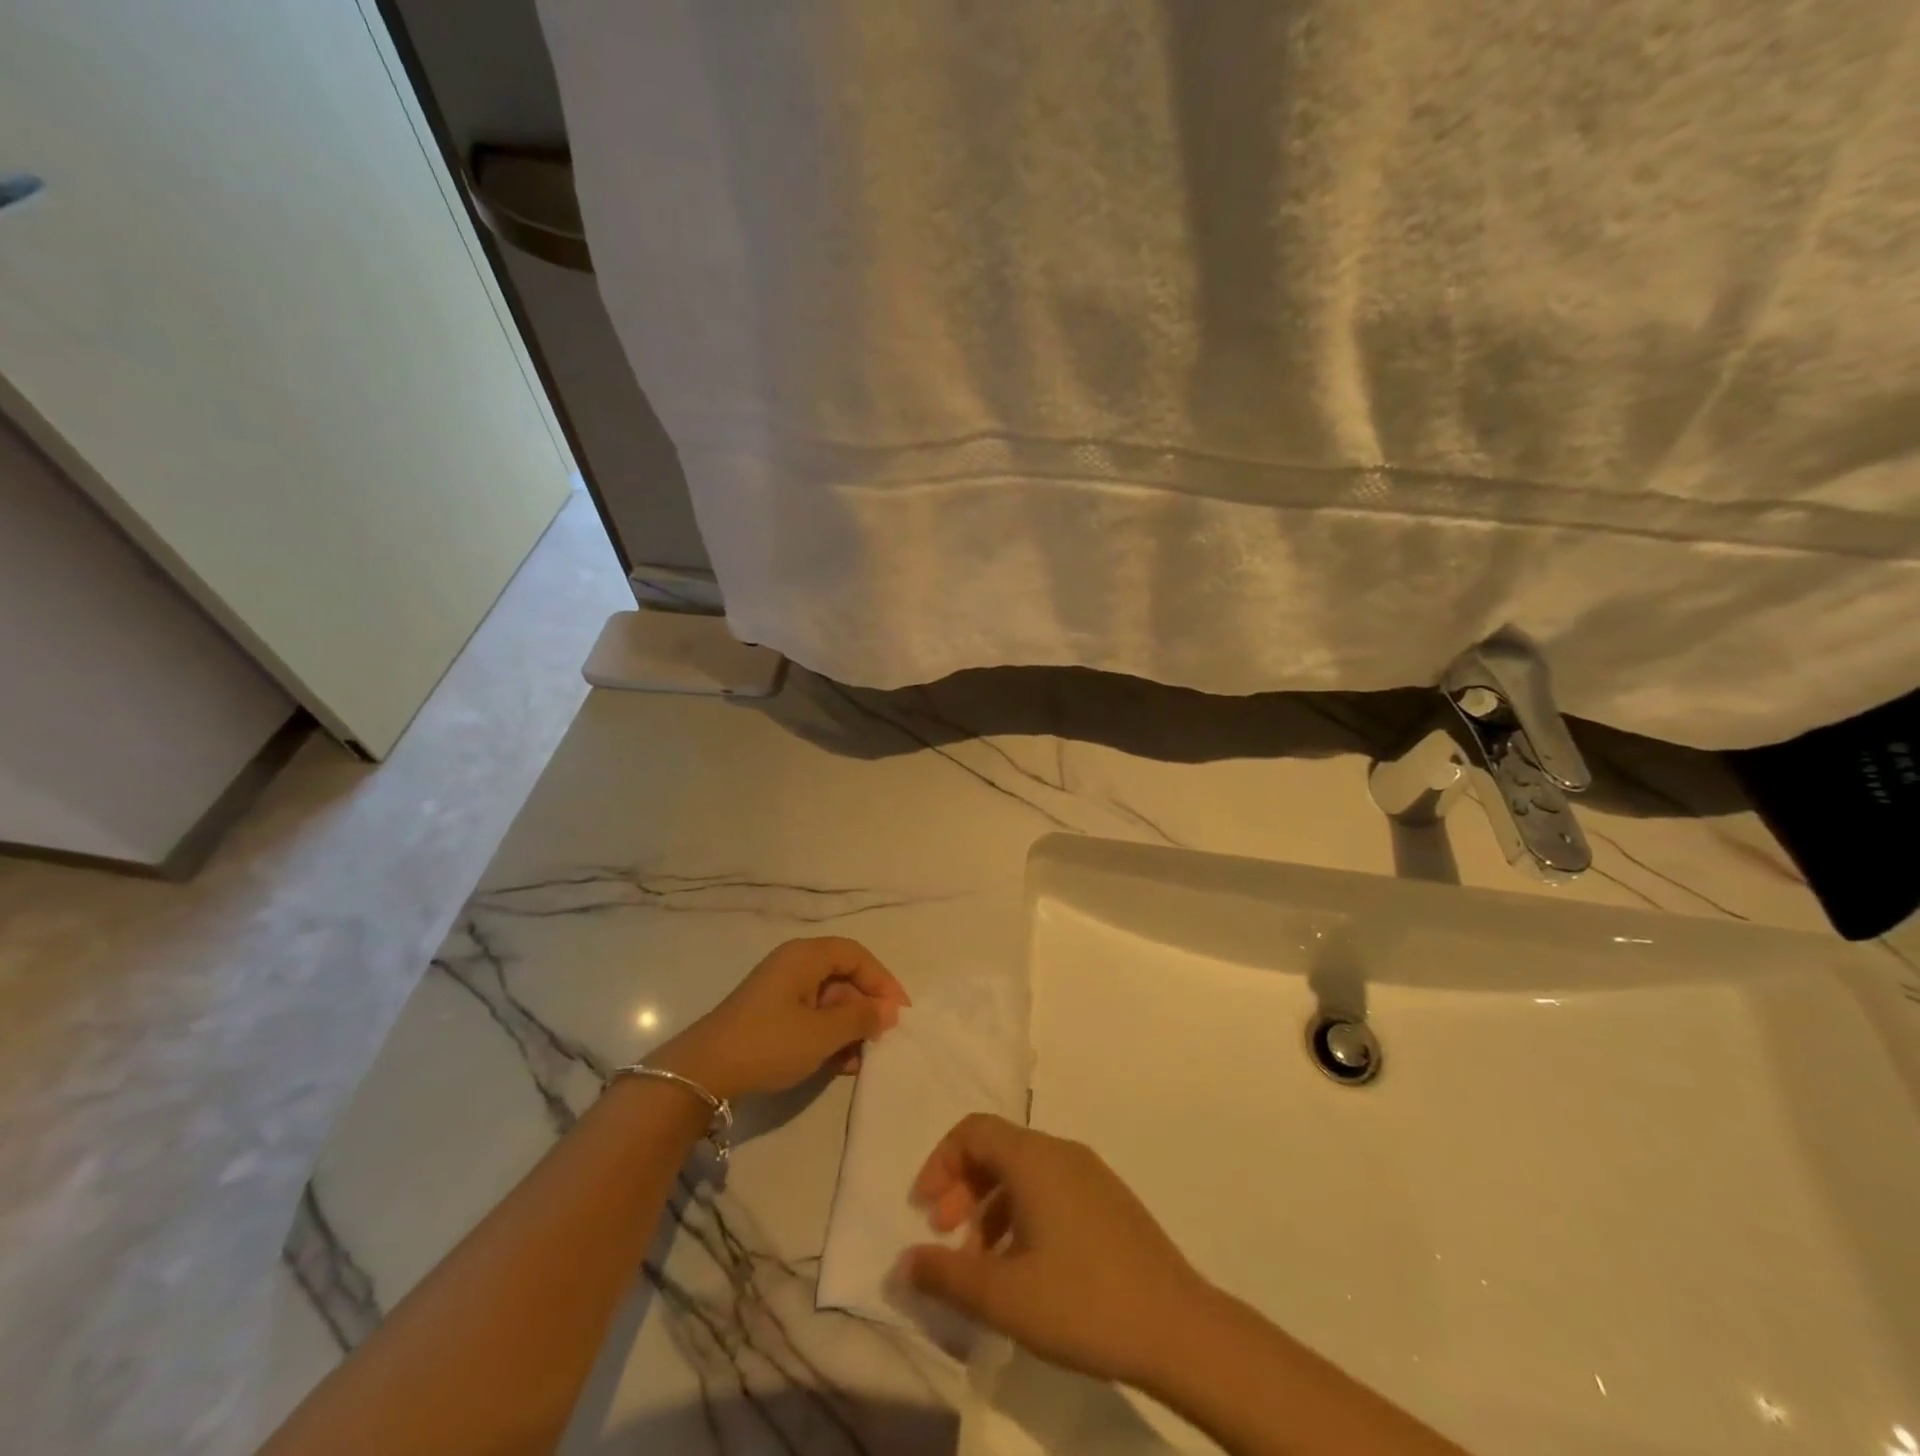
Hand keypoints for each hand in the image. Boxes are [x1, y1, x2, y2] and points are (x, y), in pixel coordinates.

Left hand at [650, 937, 908, 1100]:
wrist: (702, 1073)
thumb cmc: (768, 1043)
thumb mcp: (822, 1033)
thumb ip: (861, 1018)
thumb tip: (889, 1010)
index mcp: (805, 956)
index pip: (857, 956)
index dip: (882, 981)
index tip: (900, 1013)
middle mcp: (794, 965)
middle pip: (844, 977)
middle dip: (866, 1008)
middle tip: (883, 1039)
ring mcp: (781, 990)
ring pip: (830, 1000)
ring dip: (849, 1027)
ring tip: (862, 1059)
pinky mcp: (771, 1015)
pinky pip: (812, 1016)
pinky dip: (829, 1035)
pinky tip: (841, 1064)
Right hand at [899, 1114, 1211, 1386]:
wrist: (1178, 1326)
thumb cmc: (1083, 1302)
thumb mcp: (1004, 1296)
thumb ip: (947, 1276)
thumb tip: (903, 1262)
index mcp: (1034, 1158)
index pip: (973, 1130)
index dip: (941, 1161)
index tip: (925, 1209)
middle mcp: (1061, 1151)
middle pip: (997, 1148)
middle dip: (963, 1186)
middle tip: (945, 1235)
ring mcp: (1090, 1173)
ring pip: (1025, 1172)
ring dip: (992, 1206)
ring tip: (982, 1263)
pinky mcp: (1110, 1200)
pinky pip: (1052, 1189)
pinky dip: (1023, 1213)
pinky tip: (1025, 1267)